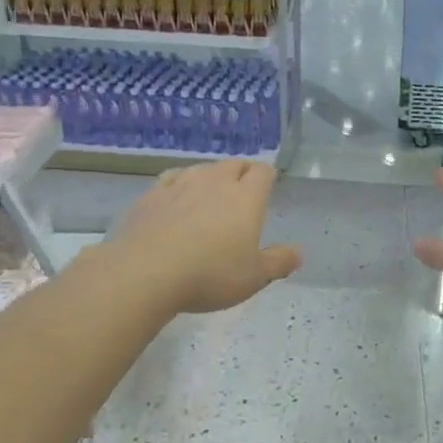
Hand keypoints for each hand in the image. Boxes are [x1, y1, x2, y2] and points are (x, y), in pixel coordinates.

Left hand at [108, 159, 301, 314]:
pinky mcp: (151, 195)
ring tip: (210, 196)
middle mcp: (215, 182)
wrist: (144, 273)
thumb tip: (298, 252)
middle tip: (242, 194)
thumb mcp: (254, 278)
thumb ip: (279, 262)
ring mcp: (180, 184)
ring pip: (202, 169)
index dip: (267, 177)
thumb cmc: (210, 275)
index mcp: (246, 197)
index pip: (263, 171)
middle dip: (241, 174)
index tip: (267, 188)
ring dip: (211, 178)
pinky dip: (180, 185)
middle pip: (234, 164)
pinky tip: (177, 199)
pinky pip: (172, 179)